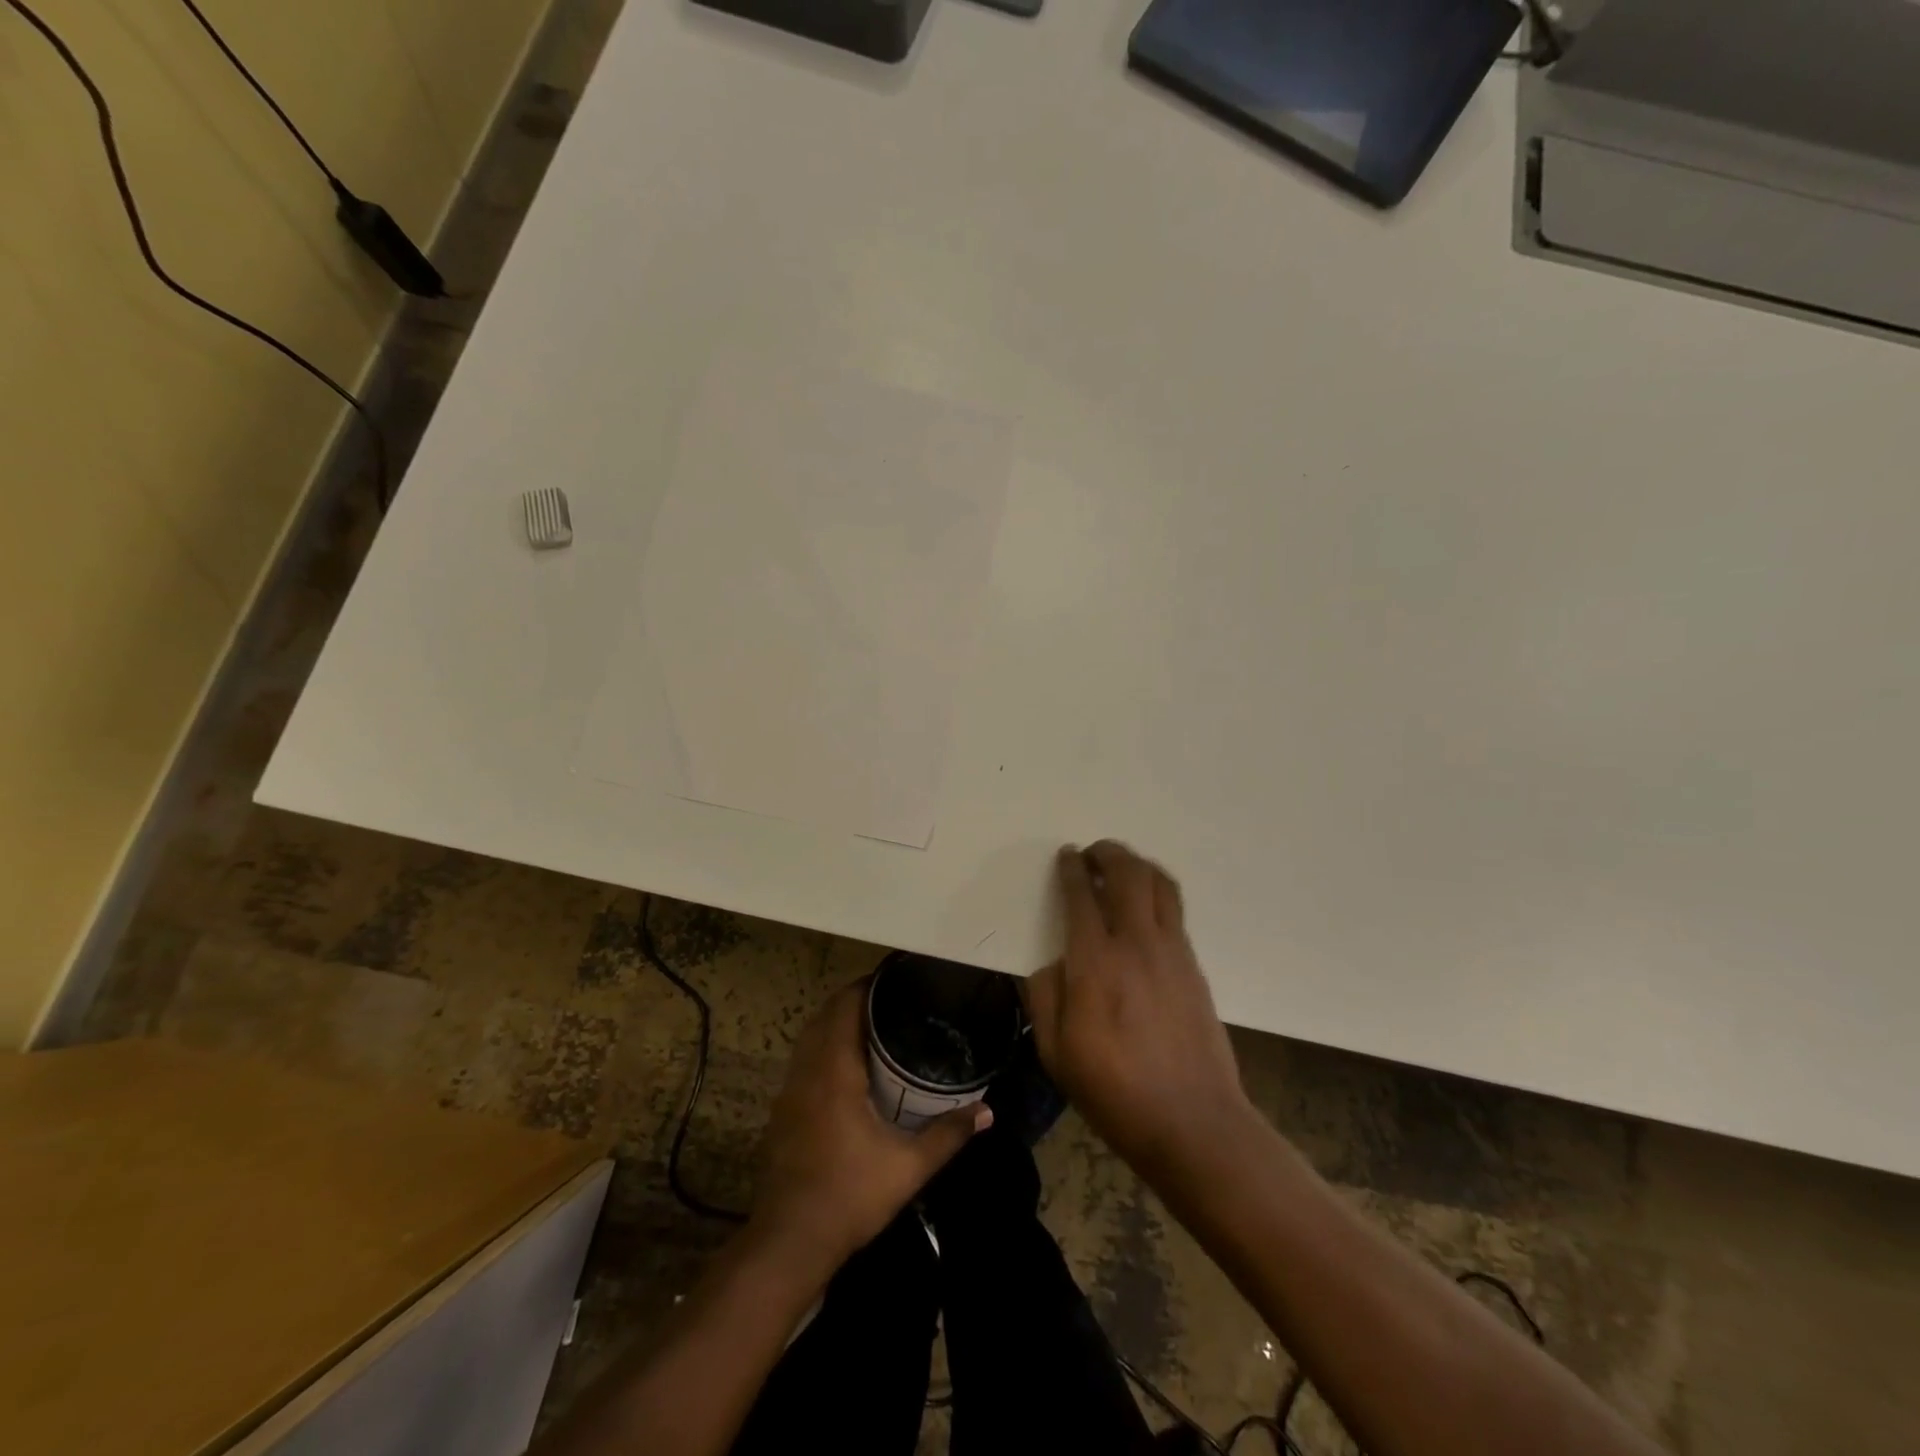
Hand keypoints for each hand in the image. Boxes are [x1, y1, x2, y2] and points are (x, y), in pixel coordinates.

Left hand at [750, 982, 989, 1277]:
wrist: (789, 1242)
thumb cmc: (849, 1195)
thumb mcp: (908, 1167)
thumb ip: (948, 1134)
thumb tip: (987, 1112)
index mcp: (834, 1071)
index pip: (845, 1007)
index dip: (867, 986)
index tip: (894, 979)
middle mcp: (807, 1071)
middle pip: (825, 1015)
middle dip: (853, 1000)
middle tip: (891, 1000)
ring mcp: (788, 1091)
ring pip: (810, 1037)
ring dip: (835, 1023)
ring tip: (872, 1025)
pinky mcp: (781, 1111)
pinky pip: (802, 1060)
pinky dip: (822, 1047)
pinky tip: (847, 1068)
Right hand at [1024, 842, 1251, 1180]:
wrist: (1192, 1121)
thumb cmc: (1114, 1091)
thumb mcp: (1055, 1053)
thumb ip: (1044, 997)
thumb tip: (1052, 963)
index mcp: (1094, 963)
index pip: (1081, 895)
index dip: (1071, 868)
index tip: (1066, 856)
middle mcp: (1135, 943)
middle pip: (1127, 873)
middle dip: (1107, 853)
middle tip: (1092, 853)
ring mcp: (1171, 951)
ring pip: (1159, 884)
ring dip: (1138, 864)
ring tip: (1122, 867)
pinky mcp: (1193, 965)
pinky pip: (1175, 910)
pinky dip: (1157, 891)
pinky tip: (1146, 906)